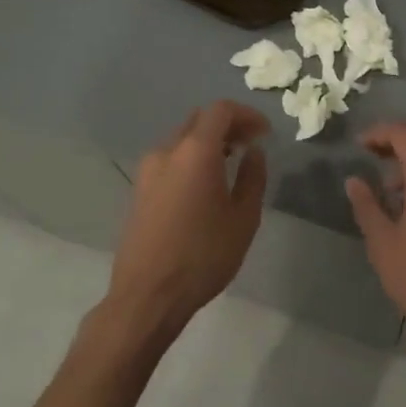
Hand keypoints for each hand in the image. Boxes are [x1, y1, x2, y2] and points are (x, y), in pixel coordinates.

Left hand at [108, 101, 268, 336]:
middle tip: (251, 144)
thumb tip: (254, 153)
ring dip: (209, 141)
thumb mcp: (243, 218)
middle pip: (199, 119)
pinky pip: (170, 158)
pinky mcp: (139, 190)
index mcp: (195, 152)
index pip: (221, 110)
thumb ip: (253, 177)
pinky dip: (192, 157)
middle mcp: (167, 151)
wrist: (147, 296)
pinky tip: (206, 183)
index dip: (247, 115)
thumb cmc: (203, 256)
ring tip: (232, 163)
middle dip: (228, 125)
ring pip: (182, 138)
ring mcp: (148, 170)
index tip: (265, 133)